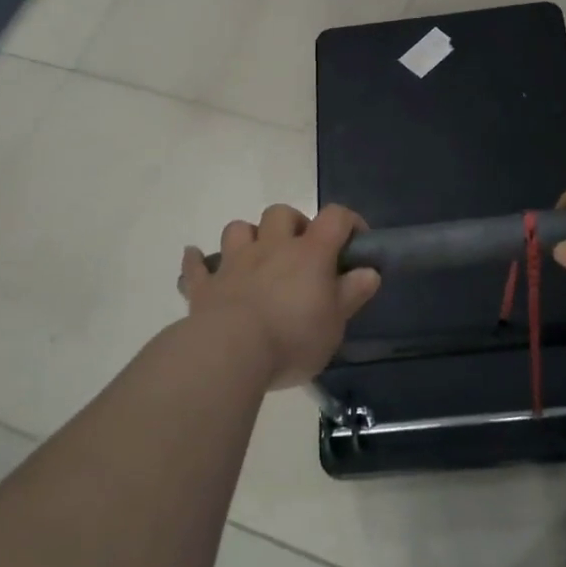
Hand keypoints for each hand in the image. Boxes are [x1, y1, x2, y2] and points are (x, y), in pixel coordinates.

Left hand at [177, 205, 379, 389]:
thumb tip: (369, 272)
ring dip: (248, 237)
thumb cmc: (293, 338)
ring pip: (238, 228)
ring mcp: (234, 263)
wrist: (230, 353)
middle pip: (280, 213)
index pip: (334, 217)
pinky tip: (197, 260)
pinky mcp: (205, 286)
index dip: (348, 222)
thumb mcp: (335, 323)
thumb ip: (352, 294)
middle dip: (292, 224)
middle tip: (301, 251)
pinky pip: (196, 266)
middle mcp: (271, 247)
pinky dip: (197, 261)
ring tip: (256, 257)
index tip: (356, 241)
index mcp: (309, 253)